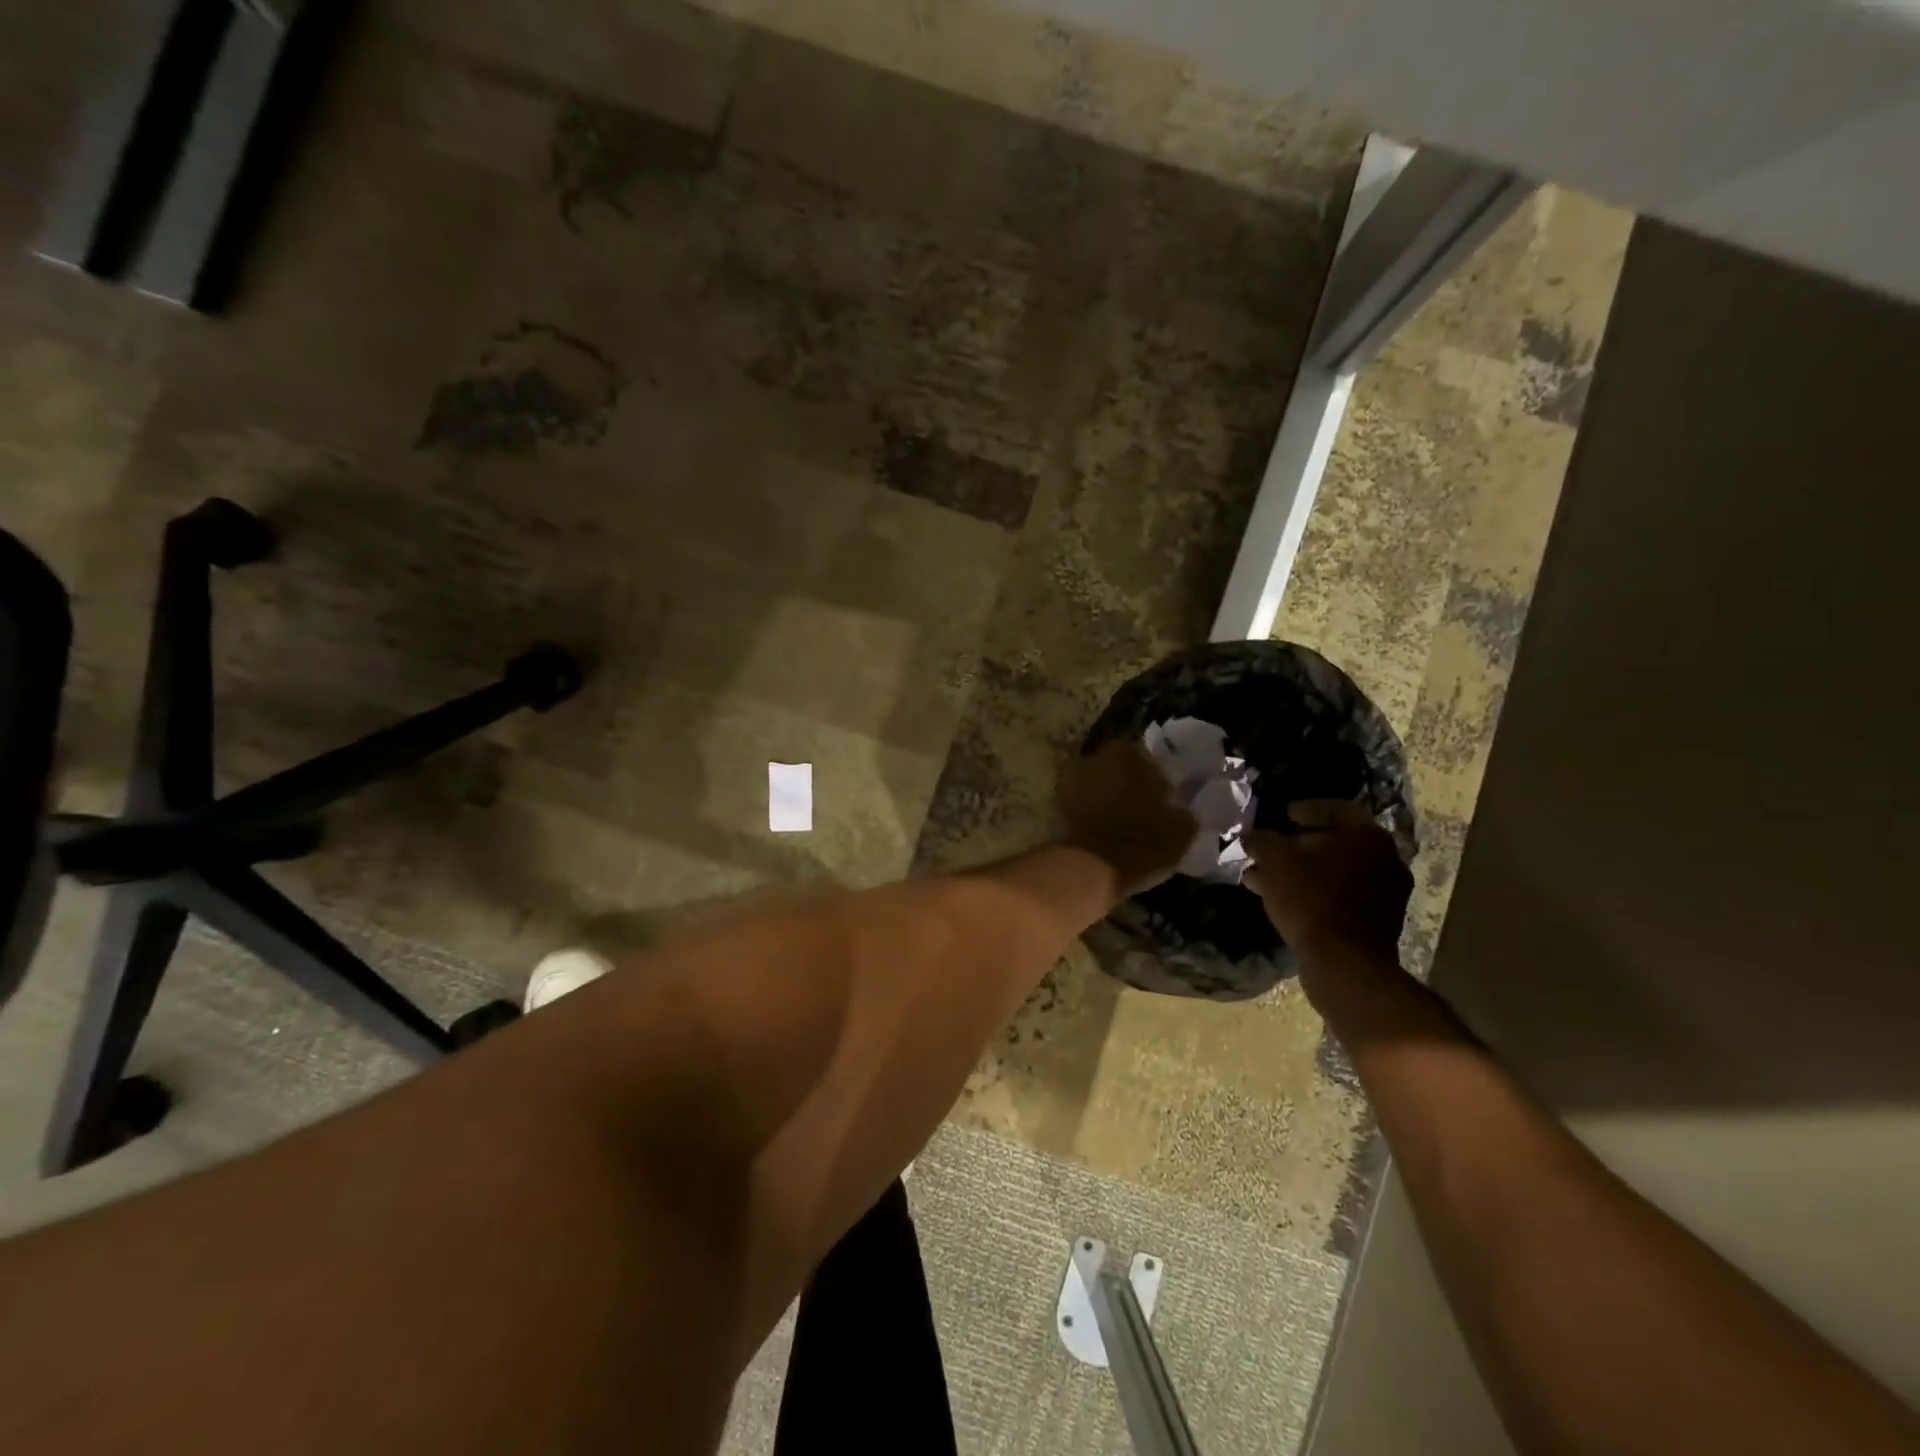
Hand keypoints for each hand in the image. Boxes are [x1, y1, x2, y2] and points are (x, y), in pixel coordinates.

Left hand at [1056, 740, 1197, 895]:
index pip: (1147, 756)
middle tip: (1142, 810)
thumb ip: (1184, 811)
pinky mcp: (1054, 805)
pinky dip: (1089, 814)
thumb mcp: (1182, 830)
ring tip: (1120, 824)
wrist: (1088, 870)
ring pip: (1096, 784)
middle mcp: (1094, 756)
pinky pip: (1080, 805)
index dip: (1156, 778)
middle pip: (1117, 767)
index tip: (1163, 798)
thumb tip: (1183, 808)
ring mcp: (1069, 780)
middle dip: (1127, 783)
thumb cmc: (1141, 842)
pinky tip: (1102, 834)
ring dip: (1105, 798)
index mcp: (1127, 752)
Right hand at [1243, 801, 1411, 967]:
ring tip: (1265, 878)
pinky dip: (1314, 892)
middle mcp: (1385, 858)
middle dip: (1298, 844)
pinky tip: (1283, 900)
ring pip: (1335, 870)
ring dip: (1302, 870)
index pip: (1335, 808)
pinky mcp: (1378, 920)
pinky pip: (1341, 894)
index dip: (1304, 808)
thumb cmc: (1311, 899)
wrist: (1345, 963)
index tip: (1280, 815)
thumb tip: (1251, 835)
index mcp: (1367, 835)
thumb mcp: (1274, 860)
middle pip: (1335, 841)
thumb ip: (1261, 840)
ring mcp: (1386, 891)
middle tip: (1270, 849)